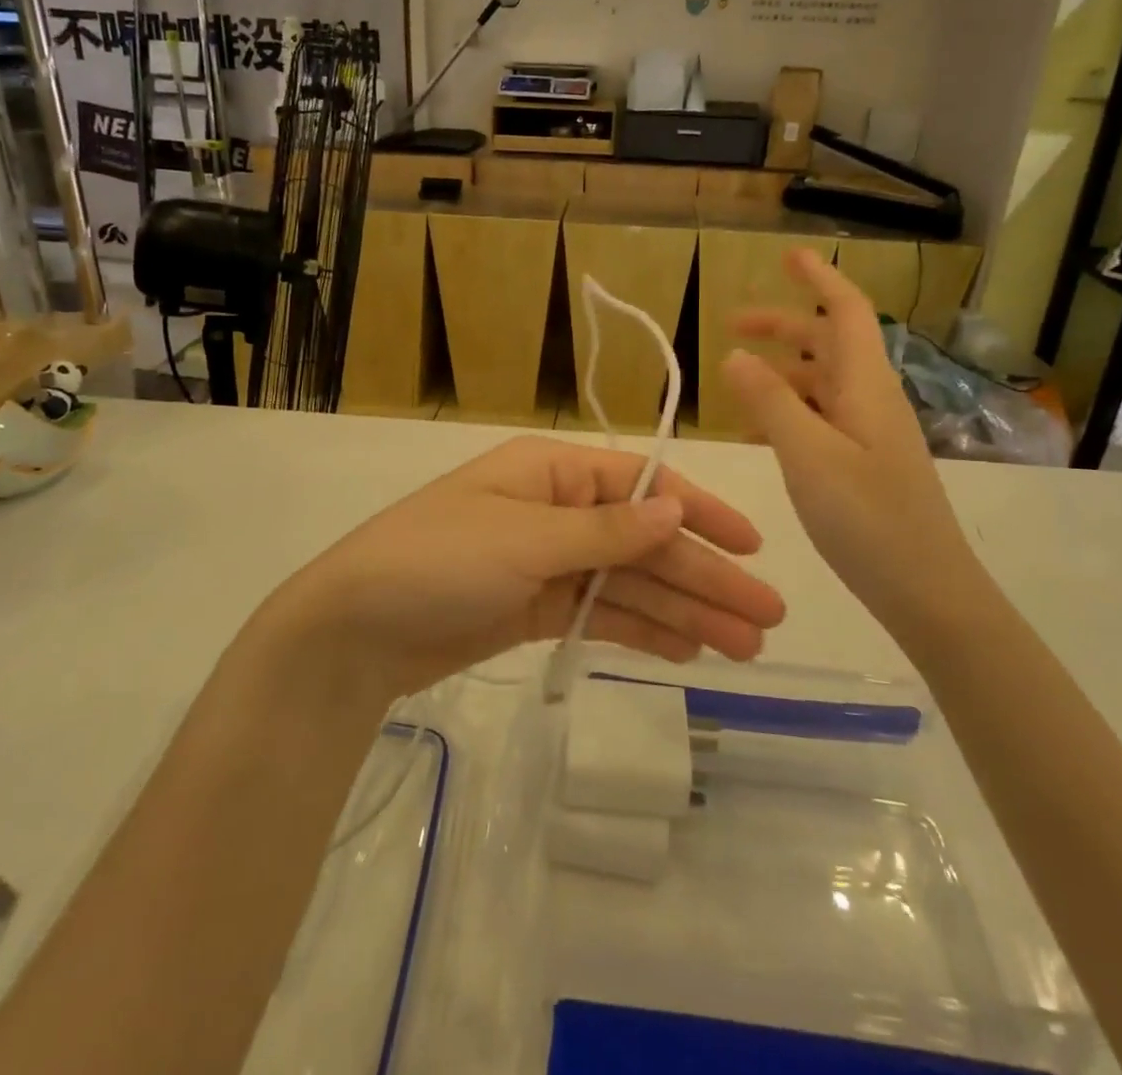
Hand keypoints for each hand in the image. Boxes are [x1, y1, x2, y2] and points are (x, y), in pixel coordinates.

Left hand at [264, 437, 786, 699]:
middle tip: (767, 618)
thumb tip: (676, 506)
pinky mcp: (535, 608)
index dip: (699, 514)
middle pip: (644, 542)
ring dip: (684, 611)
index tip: (751, 546)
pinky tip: (687, 649)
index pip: (641, 486)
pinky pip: (600, 613)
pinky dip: (641, 629)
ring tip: (742, 646)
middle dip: (703, 576)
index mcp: (552, 473)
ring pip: (629, 584)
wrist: (354, 629)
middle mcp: (555, 510)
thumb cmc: (438, 561)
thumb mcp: (525, 539)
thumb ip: (606, 529)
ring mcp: (546, 562)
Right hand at [722, 249, 983, 633]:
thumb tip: (734, 355)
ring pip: (823, 382)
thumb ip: (770, 402)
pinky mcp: (866, 461)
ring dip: (782, 371)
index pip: (845, 311)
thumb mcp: (808, 455)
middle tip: (732, 324)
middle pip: (829, 342)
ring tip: (736, 383)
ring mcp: (871, 432)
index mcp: (865, 385)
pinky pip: (822, 418)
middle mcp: (871, 398)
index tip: (787, 256)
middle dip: (782, 326)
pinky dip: (788, 411)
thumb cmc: (868, 518)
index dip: (819, 278)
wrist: (928, 590)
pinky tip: (759, 434)